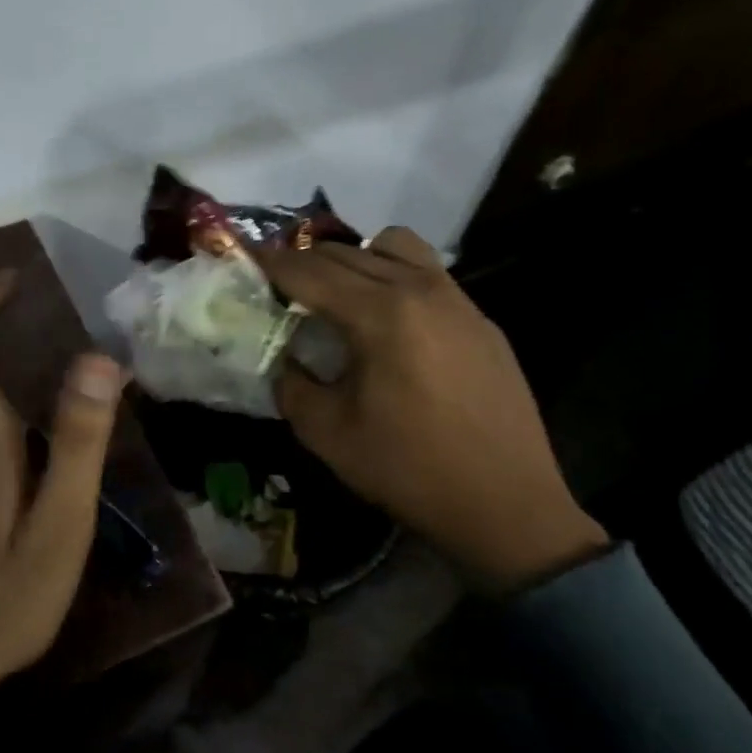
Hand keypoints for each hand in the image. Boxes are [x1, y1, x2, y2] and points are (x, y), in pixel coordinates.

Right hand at [259, 227, 607, 595]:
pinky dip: (394, 277)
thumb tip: (286, 359)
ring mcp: (458, 301)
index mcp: (381, 315)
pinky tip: (389, 322)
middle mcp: (421, 290)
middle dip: (305, 261)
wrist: (507, 505)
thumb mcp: (327, 434)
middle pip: (347, 252)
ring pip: (395, 247)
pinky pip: (428, 274)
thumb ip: (292, 385)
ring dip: (355, 258)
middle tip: (279, 285)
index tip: (244, 260)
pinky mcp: (481, 320)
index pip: (310, 272)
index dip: (270, 264)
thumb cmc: (409, 470)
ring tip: (339, 294)